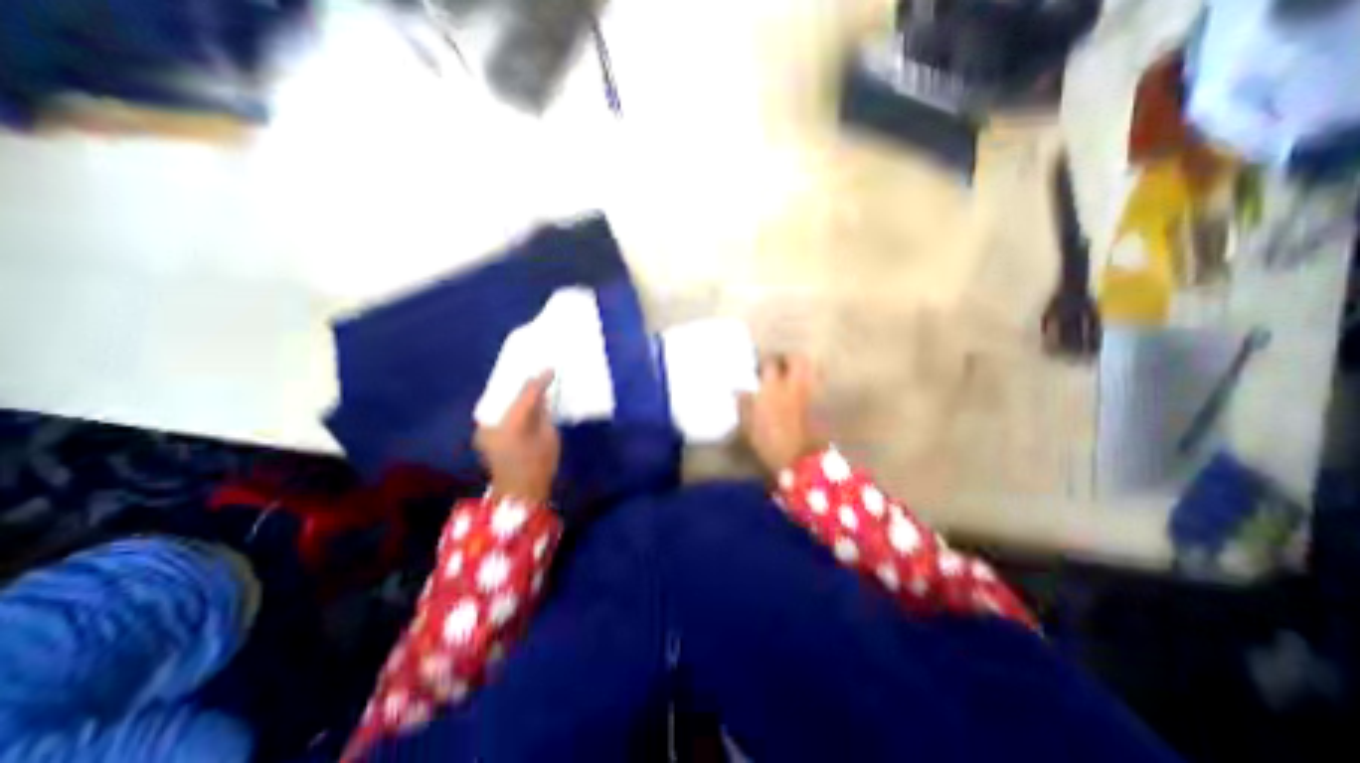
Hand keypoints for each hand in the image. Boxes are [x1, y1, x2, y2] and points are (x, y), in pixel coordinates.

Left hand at [476, 369, 559, 502]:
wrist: (518, 495)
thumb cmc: (538, 466)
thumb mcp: (548, 437)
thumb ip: (543, 413)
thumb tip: (541, 396)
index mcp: (509, 421)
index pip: (525, 394)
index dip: (539, 380)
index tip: (551, 368)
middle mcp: (490, 421)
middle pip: (508, 395)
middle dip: (522, 386)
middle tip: (538, 375)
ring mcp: (484, 430)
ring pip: (502, 404)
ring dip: (516, 397)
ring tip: (531, 387)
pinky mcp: (485, 437)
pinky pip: (499, 414)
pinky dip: (511, 409)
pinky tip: (523, 406)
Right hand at [740, 356, 822, 473]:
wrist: (801, 460)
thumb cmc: (769, 443)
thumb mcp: (748, 425)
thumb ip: (744, 405)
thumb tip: (740, 391)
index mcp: (772, 388)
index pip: (769, 363)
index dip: (764, 362)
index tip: (760, 367)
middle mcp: (794, 385)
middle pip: (797, 359)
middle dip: (790, 358)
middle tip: (782, 364)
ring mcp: (811, 393)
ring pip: (813, 369)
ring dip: (804, 368)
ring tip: (795, 375)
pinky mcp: (823, 404)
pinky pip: (818, 385)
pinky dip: (813, 383)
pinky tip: (805, 391)